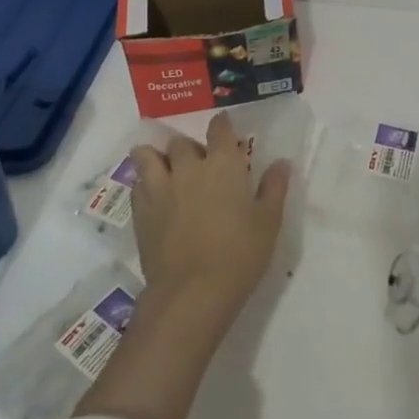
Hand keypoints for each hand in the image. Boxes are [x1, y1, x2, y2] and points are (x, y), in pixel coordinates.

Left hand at [129, 112, 291, 323]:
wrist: (192, 292)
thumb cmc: (239, 255)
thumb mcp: (268, 222)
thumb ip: (274, 188)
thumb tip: (282, 163)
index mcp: (223, 164)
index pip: (219, 129)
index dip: (221, 125)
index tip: (224, 129)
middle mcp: (188, 167)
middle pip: (181, 142)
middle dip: (189, 148)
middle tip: (199, 165)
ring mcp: (160, 188)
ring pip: (147, 155)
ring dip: (156, 158)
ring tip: (165, 170)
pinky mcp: (140, 211)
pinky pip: (136, 184)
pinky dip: (144, 184)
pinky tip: (154, 197)